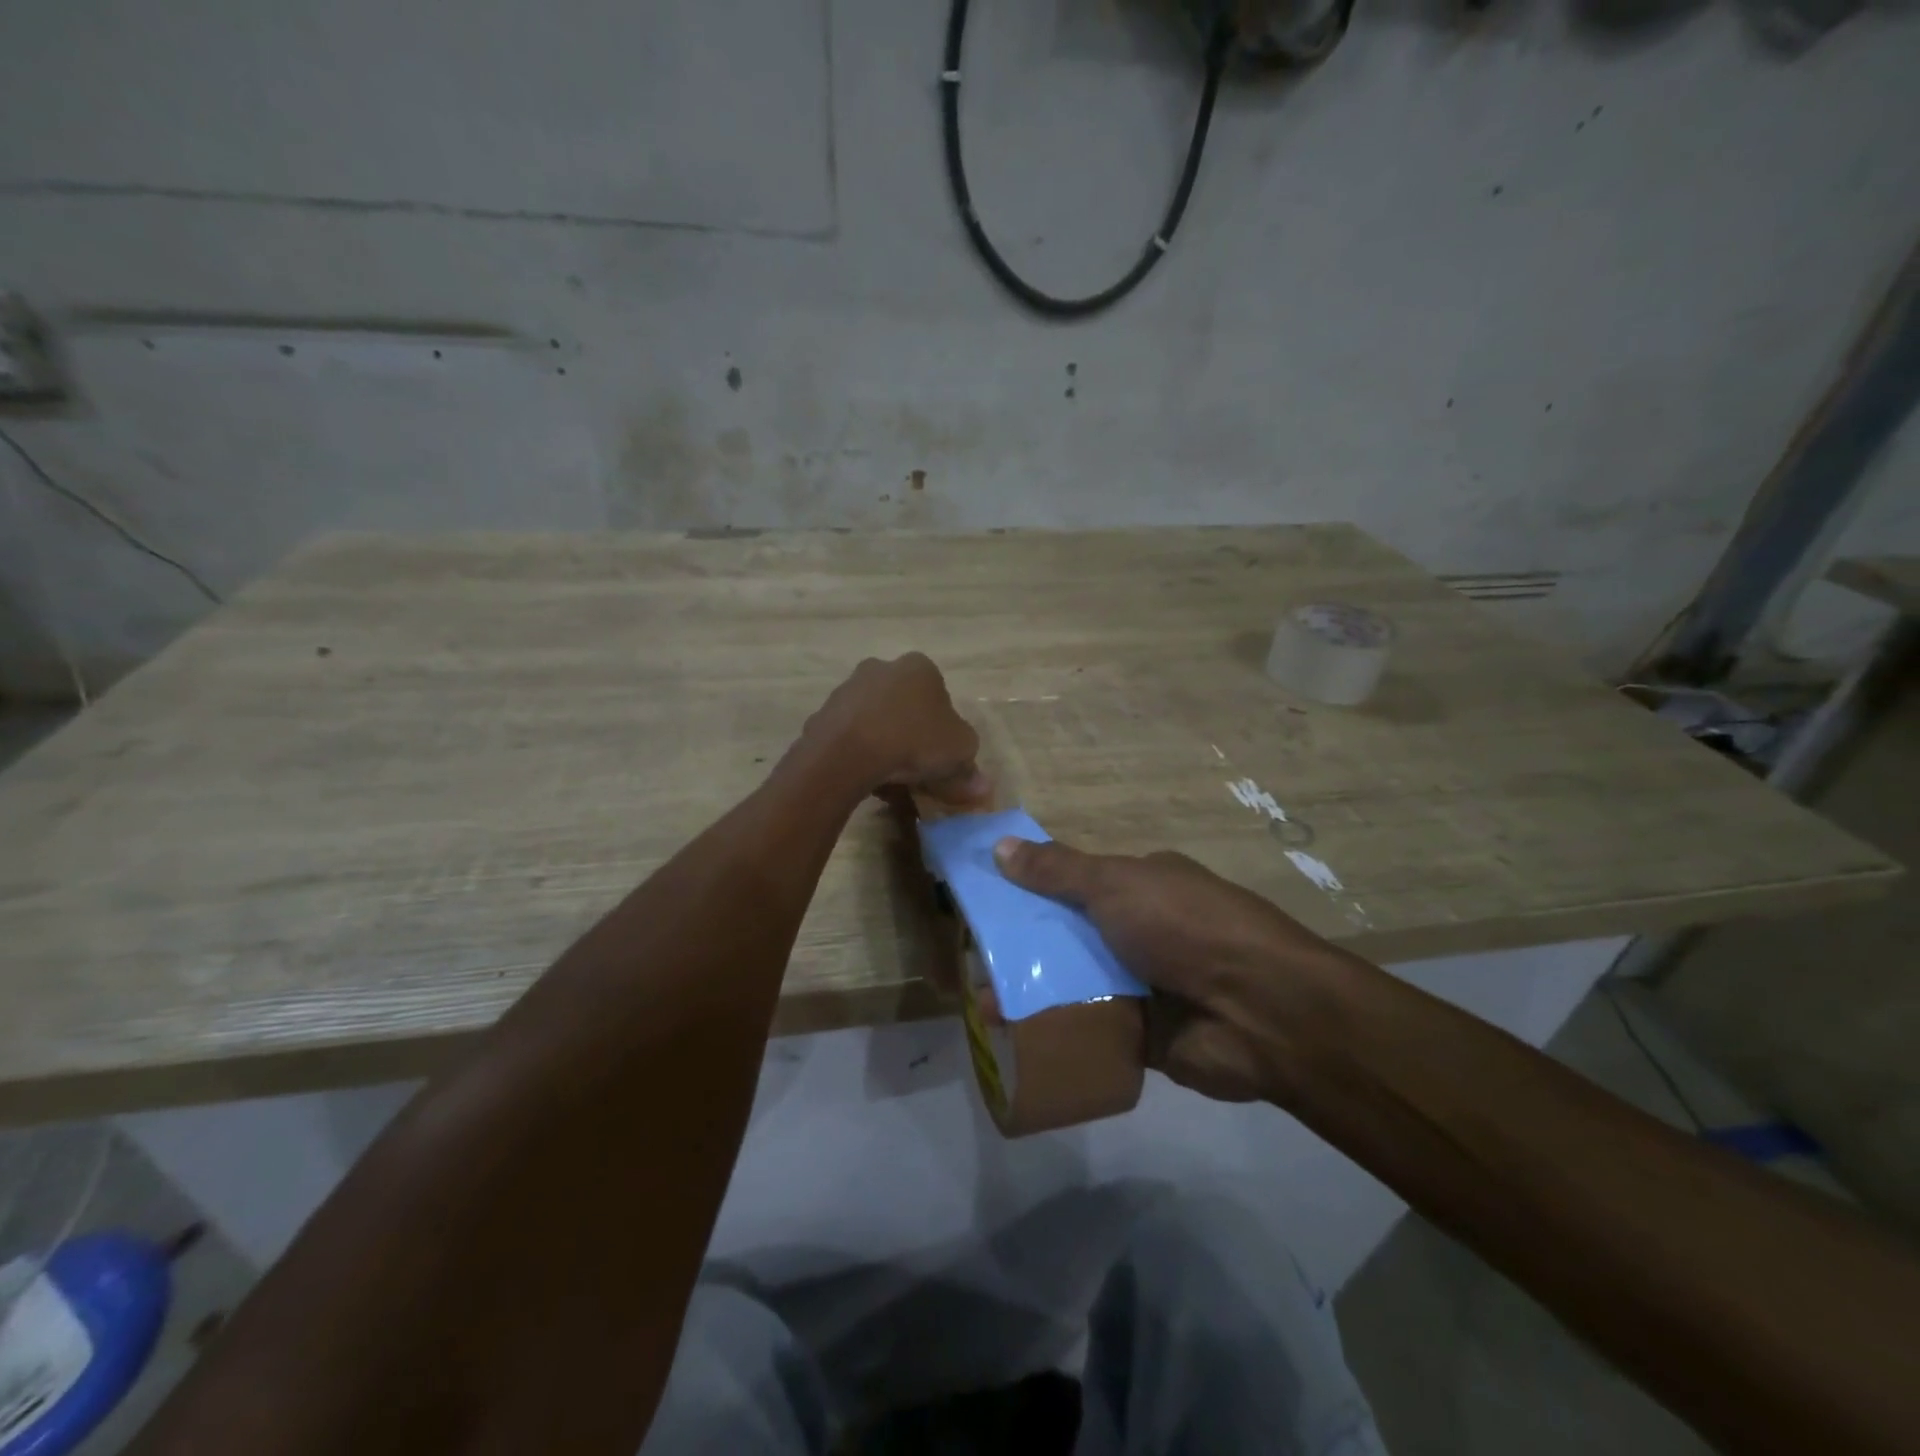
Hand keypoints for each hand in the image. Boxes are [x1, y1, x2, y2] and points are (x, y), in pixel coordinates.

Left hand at [802, 654, 988, 805]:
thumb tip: (980, 786)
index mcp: (919, 667)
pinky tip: (867, 780)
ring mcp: (848, 689)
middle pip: (905, 707)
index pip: (940, 697)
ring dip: (885, 746)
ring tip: (892, 782)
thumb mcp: (959, 753)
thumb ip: (971, 768)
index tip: (943, 758)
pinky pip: (851, 737)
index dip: (945, 731)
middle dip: (913, 737)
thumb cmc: (914, 741)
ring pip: (876, 721)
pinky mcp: (823, 714)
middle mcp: (881, 668)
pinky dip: (860, 755)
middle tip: (919, 772)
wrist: (848, 752)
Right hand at [993, 839, 1363, 1103]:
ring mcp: (1145, 983)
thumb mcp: (1115, 884)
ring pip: (1076, 983)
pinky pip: (1090, 1029)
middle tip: (973, 962)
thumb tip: (1001, 845)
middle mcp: (1142, 931)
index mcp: (1141, 885)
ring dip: (1034, 992)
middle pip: (1070, 936)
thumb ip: (1057, 870)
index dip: (1031, 890)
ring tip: (982, 1007)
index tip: (987, 906)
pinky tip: (1013, 1039)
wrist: (1259, 1010)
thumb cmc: (1184, 926)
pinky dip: (1058, 1031)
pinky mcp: (1145, 1035)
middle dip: (1024, 948)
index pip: (1075, 883)